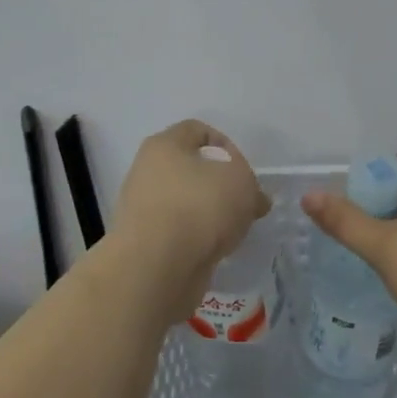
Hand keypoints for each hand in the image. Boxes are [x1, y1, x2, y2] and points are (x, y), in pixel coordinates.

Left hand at [112, 120, 269, 297]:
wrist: (157, 267)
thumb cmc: (200, 207)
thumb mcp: (241, 180)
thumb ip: (250, 183)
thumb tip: (253, 199)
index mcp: (164, 145)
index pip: (198, 130)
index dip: (226, 145)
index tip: (244, 171)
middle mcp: (147, 172)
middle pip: (192, 169)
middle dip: (222, 184)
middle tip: (246, 203)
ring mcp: (144, 209)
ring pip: (188, 202)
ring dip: (212, 214)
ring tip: (236, 230)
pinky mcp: (146, 242)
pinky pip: (181, 231)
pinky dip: (200, 238)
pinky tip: (217, 250)